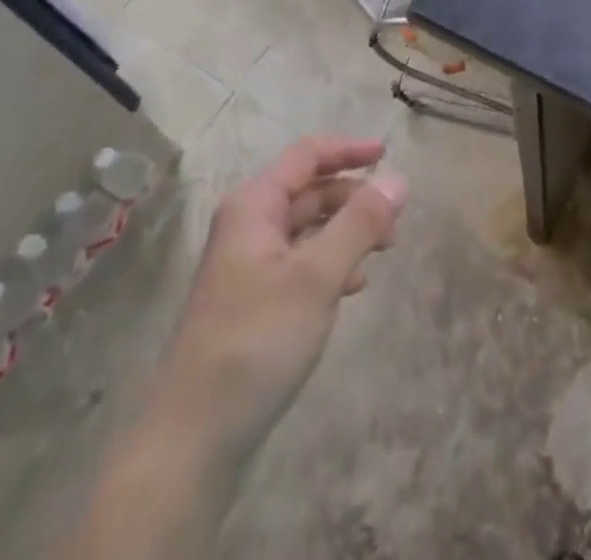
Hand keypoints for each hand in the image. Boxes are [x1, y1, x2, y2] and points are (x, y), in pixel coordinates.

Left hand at [168, 136, 407, 462]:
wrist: (192, 440)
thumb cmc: (256, 342)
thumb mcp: (317, 277)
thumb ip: (360, 223)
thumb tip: (398, 178)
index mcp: (254, 206)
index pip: (307, 156)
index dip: (348, 149)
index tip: (388, 153)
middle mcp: (248, 226)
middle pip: (310, 191)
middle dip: (353, 198)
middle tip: (393, 223)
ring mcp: (248, 265)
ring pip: (308, 228)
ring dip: (346, 231)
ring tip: (381, 253)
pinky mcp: (253, 301)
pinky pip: (301, 261)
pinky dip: (331, 263)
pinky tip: (352, 288)